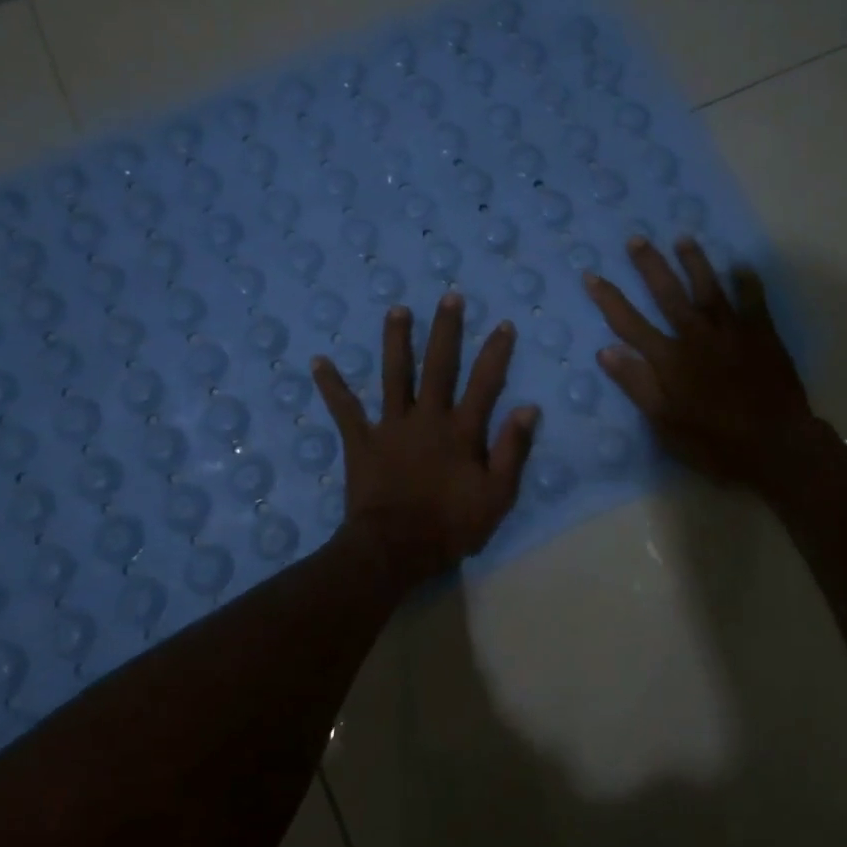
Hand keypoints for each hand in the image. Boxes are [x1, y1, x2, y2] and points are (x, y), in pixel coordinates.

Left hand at [313, 295, 538, 582]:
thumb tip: (528, 408)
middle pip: (439, 366)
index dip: (496, 353)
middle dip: (446, 331)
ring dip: (396, 341)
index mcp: (461, 431)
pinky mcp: (362, 441)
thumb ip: (512, 450)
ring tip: (396, 310)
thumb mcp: (496, 495)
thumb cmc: (450, 526)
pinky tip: (319, 361)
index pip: (485, 383)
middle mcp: (427, 418)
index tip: (502, 324)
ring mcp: (391, 426)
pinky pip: (344, 409)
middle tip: (449, 297)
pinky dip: (332, 386)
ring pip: (395, 375)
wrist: (394, 549)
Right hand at [583, 236, 817, 493]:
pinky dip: (747, 282)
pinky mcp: (762, 335)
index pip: (629, 323)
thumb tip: (606, 350)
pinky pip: (754, 300)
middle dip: (650, 266)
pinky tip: (741, 265)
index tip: (591, 275)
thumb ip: (636, 384)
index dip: (608, 298)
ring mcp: (732, 331)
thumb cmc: (713, 441)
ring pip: (709, 288)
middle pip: (668, 293)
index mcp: (669, 359)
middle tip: (637, 239)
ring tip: (683, 239)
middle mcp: (697, 335)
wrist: (775, 446)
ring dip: (695, 262)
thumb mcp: (664, 422)